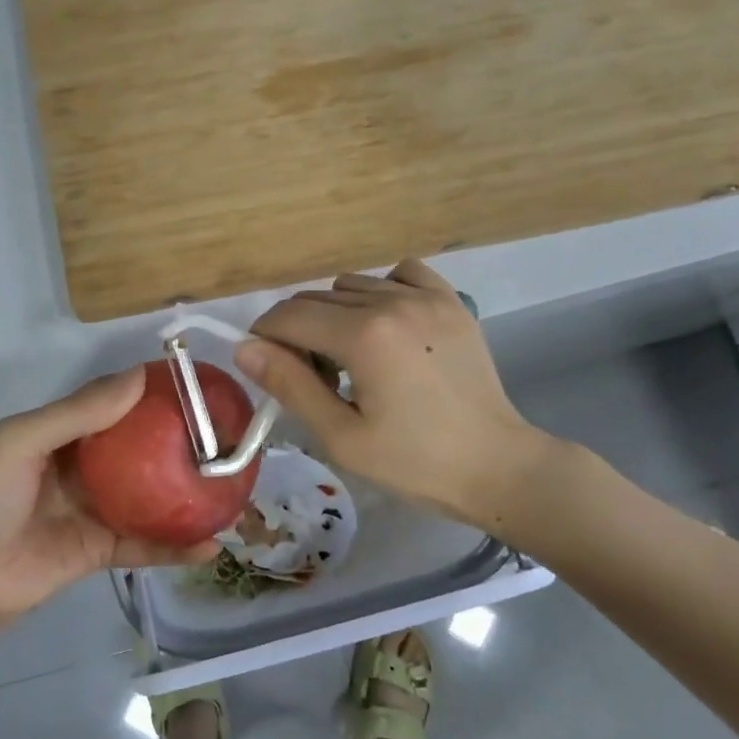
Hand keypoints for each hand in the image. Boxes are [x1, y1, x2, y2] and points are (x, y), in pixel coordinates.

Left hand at [0, 369, 219, 629]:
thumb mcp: (23, 441)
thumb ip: (79, 412)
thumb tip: (138, 377)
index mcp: (67, 435)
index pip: (118, 407)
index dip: (153, 396)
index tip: (198, 388)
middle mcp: (88, 468)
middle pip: (144, 451)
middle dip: (182, 445)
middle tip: (227, 438)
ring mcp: (99, 510)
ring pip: (153, 498)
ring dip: (189, 496)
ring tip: (231, 489)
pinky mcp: (104, 551)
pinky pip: (147, 545)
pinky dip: (177, 547)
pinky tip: (210, 546)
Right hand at [236, 260, 557, 526]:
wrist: (494, 464)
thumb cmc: (413, 462)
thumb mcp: (342, 436)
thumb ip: (290, 385)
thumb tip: (244, 348)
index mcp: (364, 337)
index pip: (288, 317)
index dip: (264, 337)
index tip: (266, 366)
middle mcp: (392, 302)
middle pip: (316, 298)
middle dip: (297, 331)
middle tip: (312, 376)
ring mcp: (426, 296)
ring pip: (352, 285)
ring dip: (335, 314)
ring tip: (352, 356)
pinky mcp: (450, 300)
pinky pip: (398, 273)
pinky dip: (381, 291)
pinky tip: (387, 325)